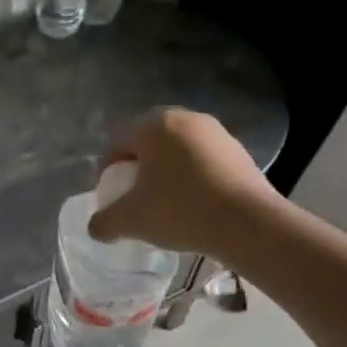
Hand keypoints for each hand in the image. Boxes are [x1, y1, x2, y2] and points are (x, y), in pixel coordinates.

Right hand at [87, 108, 283, 259]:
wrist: (250, 225)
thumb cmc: (180, 210)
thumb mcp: (132, 220)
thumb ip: (105, 222)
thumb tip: (96, 228)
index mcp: (154, 125)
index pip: (118, 142)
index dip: (108, 170)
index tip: (112, 196)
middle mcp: (185, 119)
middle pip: (149, 143)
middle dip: (139, 168)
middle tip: (137, 197)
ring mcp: (217, 134)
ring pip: (178, 151)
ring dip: (168, 172)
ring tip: (168, 203)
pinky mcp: (240, 152)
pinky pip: (204, 161)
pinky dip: (194, 177)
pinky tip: (196, 204)